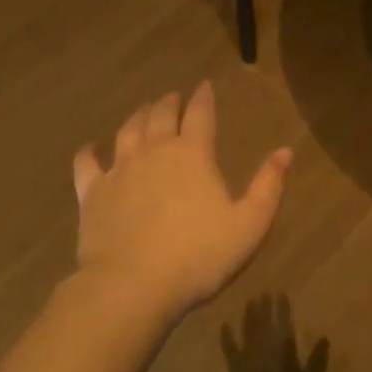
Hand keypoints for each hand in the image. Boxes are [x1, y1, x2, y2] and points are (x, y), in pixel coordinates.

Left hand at [73, 82, 291, 318]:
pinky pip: (87, 163)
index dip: (204, 97)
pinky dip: (89, 151)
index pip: (200, 114)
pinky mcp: (92, 193)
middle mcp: (154, 151)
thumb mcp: (249, 224)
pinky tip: (90, 148)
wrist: (133, 285)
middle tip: (174, 97)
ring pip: (127, 131)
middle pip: (160, 115)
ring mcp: (119, 170)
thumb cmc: (199, 256)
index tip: (205, 85)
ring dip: (137, 117)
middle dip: (169, 103)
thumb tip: (285, 151)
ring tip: (143, 111)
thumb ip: (268, 186)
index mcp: (193, 154)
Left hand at [222, 295, 327, 371]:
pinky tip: (224, 325)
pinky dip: (226, 336)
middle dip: (264, 306)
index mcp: (281, 347)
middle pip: (263, 320)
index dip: (281, 307)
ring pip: (247, 328)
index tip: (279, 293)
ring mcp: (246, 353)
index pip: (283, 321)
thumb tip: (324, 338)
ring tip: (250, 301)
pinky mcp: (235, 365)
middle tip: (263, 292)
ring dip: (249, 315)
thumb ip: (317, 359)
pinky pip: (229, 346)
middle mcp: (263, 344)